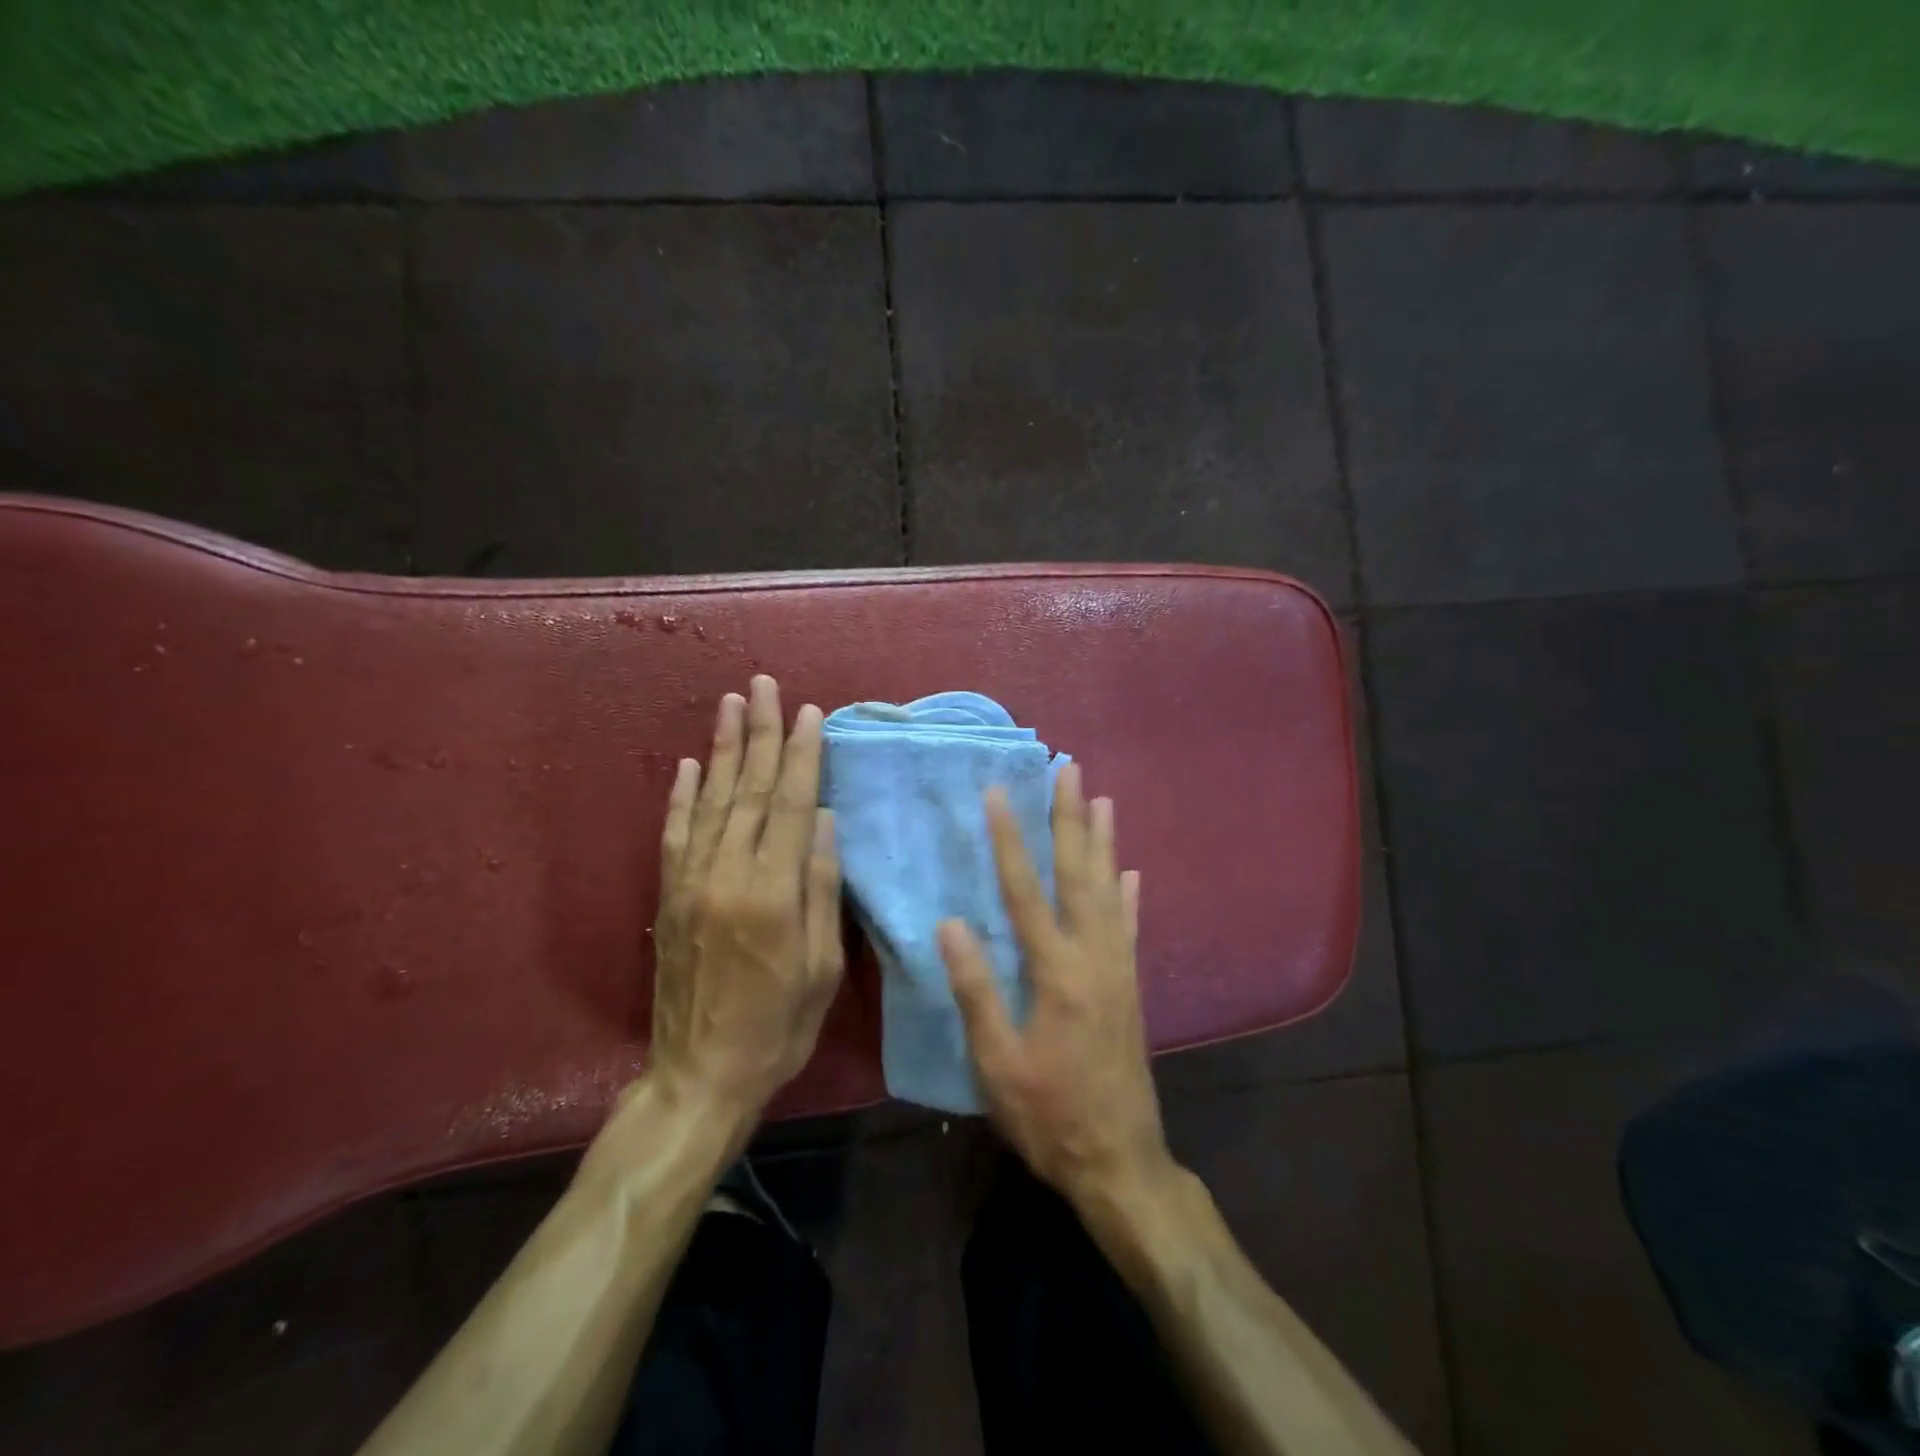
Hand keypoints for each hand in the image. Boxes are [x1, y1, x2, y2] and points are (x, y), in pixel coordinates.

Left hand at [647, 675, 844, 1130]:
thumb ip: (821, 888)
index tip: (808, 712)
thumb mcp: (821, 966)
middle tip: (763, 684)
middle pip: (749, 790)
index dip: (801, 755)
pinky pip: (675, 834)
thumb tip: (824, 820)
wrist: (700, 1077)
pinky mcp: (669, 897)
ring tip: (730, 703)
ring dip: (724, 748)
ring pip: (712, 801)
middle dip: (760, 732)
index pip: (790, 805)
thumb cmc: (779, 1027)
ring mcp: (691, 883)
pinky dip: (683, 795)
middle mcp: (727, 875)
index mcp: (771, 893)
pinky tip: (691, 764)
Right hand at [939, 763, 1171, 1208]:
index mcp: (1056, 972)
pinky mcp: (1131, 986)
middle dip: (1070, 819)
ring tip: (1103, 800)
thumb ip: (976, 990)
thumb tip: (951, 924)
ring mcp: (1118, 969)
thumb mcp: (998, 1063)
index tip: (999, 794)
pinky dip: (1129, 896)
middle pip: (1079, 874)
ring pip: (1109, 891)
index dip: (1010, 839)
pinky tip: (1130, 872)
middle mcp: (1093, 957)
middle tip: (1070, 770)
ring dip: (1103, 842)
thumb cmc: (1049, 1115)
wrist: (1120, 1162)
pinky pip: (1130, 928)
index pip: (1026, 890)